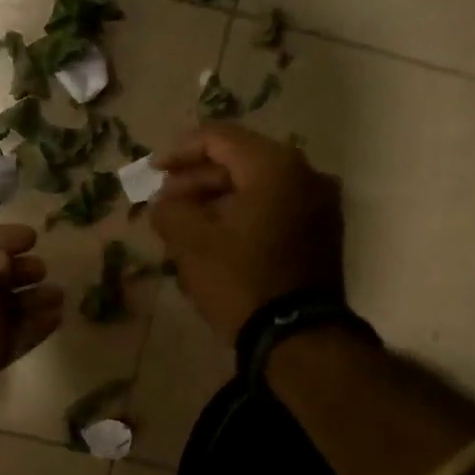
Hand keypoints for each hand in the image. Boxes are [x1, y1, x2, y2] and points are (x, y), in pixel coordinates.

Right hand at [150, 124, 345, 342]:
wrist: (297, 335)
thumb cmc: (241, 281)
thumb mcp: (191, 244)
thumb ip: (169, 211)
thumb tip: (164, 202)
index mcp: (275, 166)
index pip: (219, 139)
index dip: (179, 152)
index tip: (152, 171)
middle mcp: (306, 175)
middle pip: (241, 162)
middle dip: (197, 181)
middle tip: (166, 203)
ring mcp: (320, 205)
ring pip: (258, 189)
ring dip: (218, 201)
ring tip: (185, 225)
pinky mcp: (322, 234)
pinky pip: (275, 210)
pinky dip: (243, 216)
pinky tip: (217, 240)